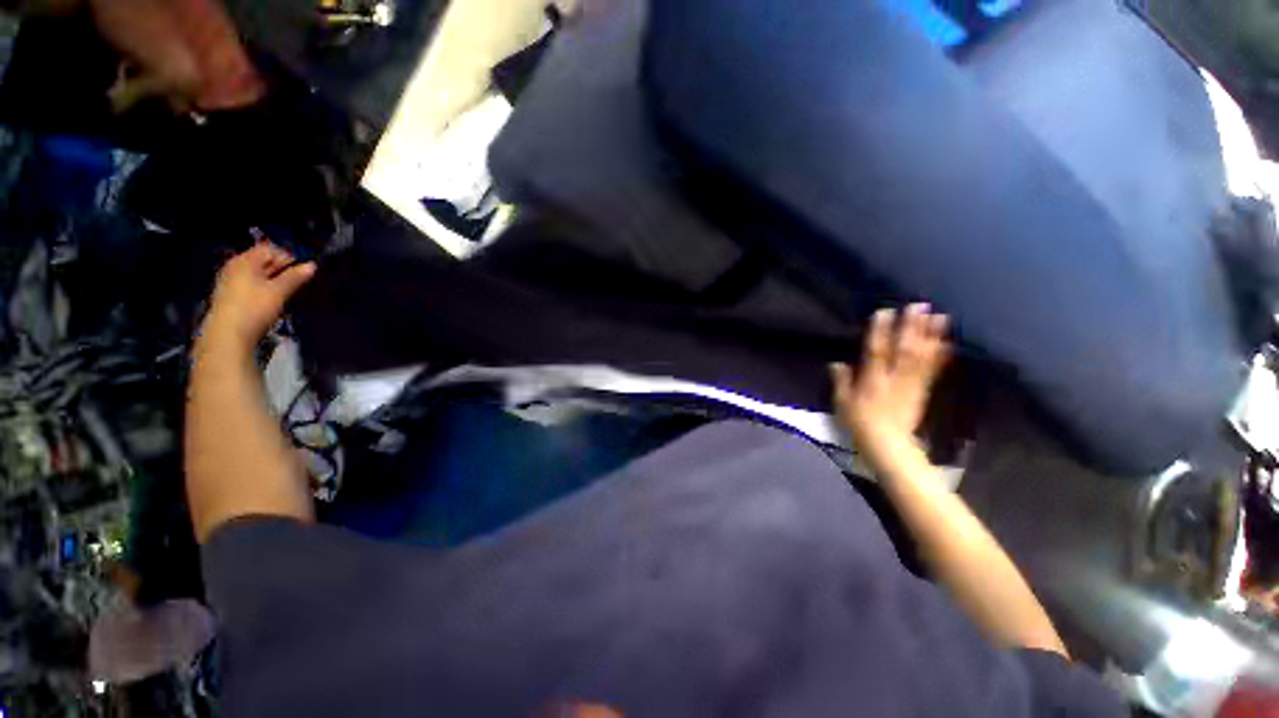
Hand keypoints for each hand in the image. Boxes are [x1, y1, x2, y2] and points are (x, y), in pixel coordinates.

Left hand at [200, 242, 315, 353]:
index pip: (269, 249)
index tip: (302, 270)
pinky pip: (251, 285)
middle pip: (262, 261)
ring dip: (274, 280)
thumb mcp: (279, 291)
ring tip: (287, 292)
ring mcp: (230, 281)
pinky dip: (264, 288)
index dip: (287, 256)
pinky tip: (271, 300)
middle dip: (281, 269)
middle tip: (297, 282)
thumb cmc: (254, 307)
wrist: (228, 334)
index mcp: (245, 261)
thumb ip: (295, 277)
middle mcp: (235, 267)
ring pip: (258, 274)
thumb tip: (312, 265)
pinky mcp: (231, 295)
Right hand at [831, 304, 949, 467]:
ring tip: (939, 316)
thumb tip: (836, 363)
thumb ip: (841, 382)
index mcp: (872, 381)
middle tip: (919, 305)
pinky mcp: (922, 391)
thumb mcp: (842, 404)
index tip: (885, 312)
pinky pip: (932, 371)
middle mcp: (894, 379)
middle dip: (911, 327)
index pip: (876, 352)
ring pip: (922, 357)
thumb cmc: (860, 423)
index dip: (880, 332)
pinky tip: (947, 343)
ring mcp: (911, 384)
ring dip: (930, 336)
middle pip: (904, 350)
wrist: (888, 445)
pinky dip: (940, 356)